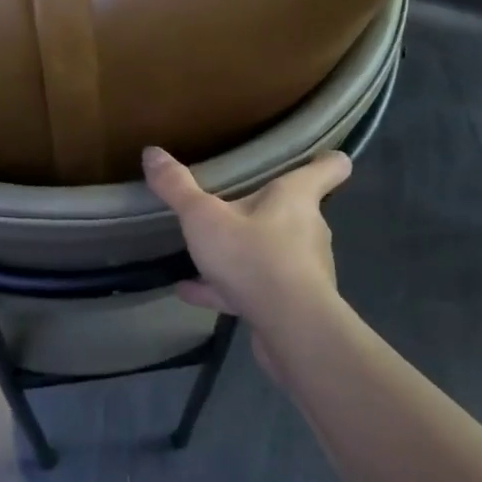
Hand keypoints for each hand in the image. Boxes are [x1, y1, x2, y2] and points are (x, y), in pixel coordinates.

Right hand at [141, 145, 351, 337]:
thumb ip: (177, 187)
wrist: (290, 328)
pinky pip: (255, 288)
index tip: (322, 156)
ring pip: (274, 252)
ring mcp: (302, 269)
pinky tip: (190, 291)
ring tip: (206, 252)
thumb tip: (152, 152)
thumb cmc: (254, 256)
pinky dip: (226, 288)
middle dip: (270, 208)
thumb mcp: (203, 218)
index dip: (327, 160)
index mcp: (296, 197)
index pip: (329, 168)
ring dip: (245, 251)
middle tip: (239, 201)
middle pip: (297, 210)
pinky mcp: (291, 304)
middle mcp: (308, 229)